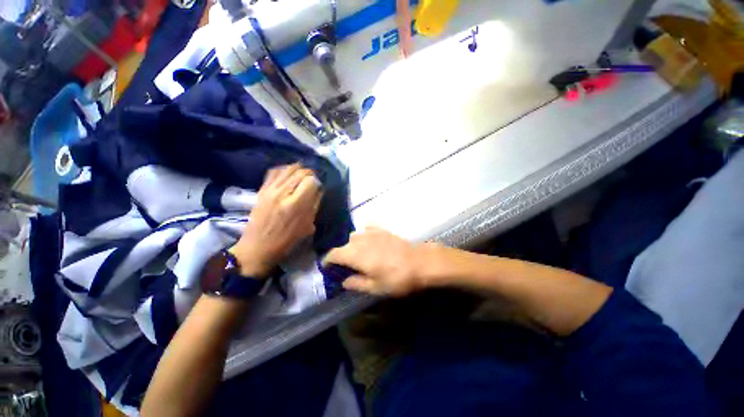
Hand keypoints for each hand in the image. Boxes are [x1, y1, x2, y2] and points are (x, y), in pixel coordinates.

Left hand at [230, 164, 322, 277]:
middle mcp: (283, 193)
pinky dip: (284, 169)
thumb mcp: (307, 226)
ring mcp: (270, 190)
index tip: (319, 187)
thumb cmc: (286, 241)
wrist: (258, 247)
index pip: (311, 181)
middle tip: (313, 180)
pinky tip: (289, 173)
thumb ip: (314, 206)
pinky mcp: (262, 190)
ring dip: (298, 169)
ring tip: (303, 175)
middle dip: (310, 173)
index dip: (318, 182)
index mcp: (296, 205)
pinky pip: (274, 172)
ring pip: (288, 169)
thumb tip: (319, 190)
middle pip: (300, 172)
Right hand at [323, 227, 439, 296]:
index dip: (328, 261)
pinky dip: (364, 234)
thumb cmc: (397, 278)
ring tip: (358, 255)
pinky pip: (367, 229)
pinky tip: (369, 241)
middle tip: (346, 266)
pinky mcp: (382, 230)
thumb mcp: (375, 287)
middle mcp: (360, 240)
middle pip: (344, 245)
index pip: (334, 254)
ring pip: (354, 236)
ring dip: (352, 245)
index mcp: (355, 254)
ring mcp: (372, 233)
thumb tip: (344, 281)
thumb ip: (356, 283)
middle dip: (341, 255)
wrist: (420, 262)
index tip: (327, 268)